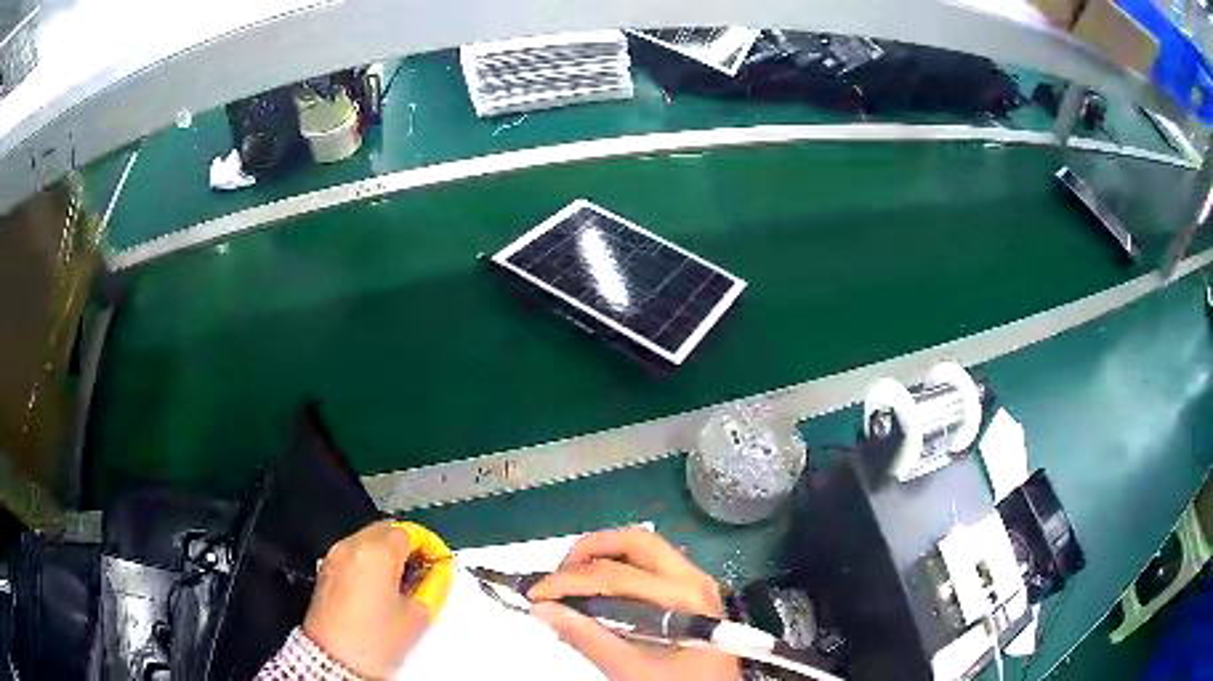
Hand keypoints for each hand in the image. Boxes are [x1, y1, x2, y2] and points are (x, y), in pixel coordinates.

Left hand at [303, 521, 444, 678]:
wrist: (334, 660)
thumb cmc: (374, 641)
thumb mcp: (416, 617)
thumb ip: (432, 588)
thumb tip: (438, 573)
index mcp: (378, 552)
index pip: (410, 532)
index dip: (428, 545)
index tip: (438, 562)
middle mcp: (353, 546)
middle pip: (386, 529)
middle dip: (406, 545)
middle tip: (421, 570)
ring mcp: (335, 556)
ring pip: (367, 539)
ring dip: (386, 552)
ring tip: (400, 582)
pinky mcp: (325, 569)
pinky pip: (352, 553)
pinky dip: (368, 561)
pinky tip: (378, 588)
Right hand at [527, 527, 740, 680]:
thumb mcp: (629, 670)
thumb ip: (587, 638)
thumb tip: (543, 609)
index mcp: (683, 597)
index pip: (615, 575)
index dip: (568, 581)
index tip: (534, 595)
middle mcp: (693, 579)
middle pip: (634, 541)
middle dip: (588, 552)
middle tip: (556, 579)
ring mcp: (695, 582)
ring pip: (643, 548)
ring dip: (603, 557)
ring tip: (572, 584)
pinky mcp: (691, 592)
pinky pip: (650, 565)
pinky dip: (618, 569)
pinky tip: (598, 595)